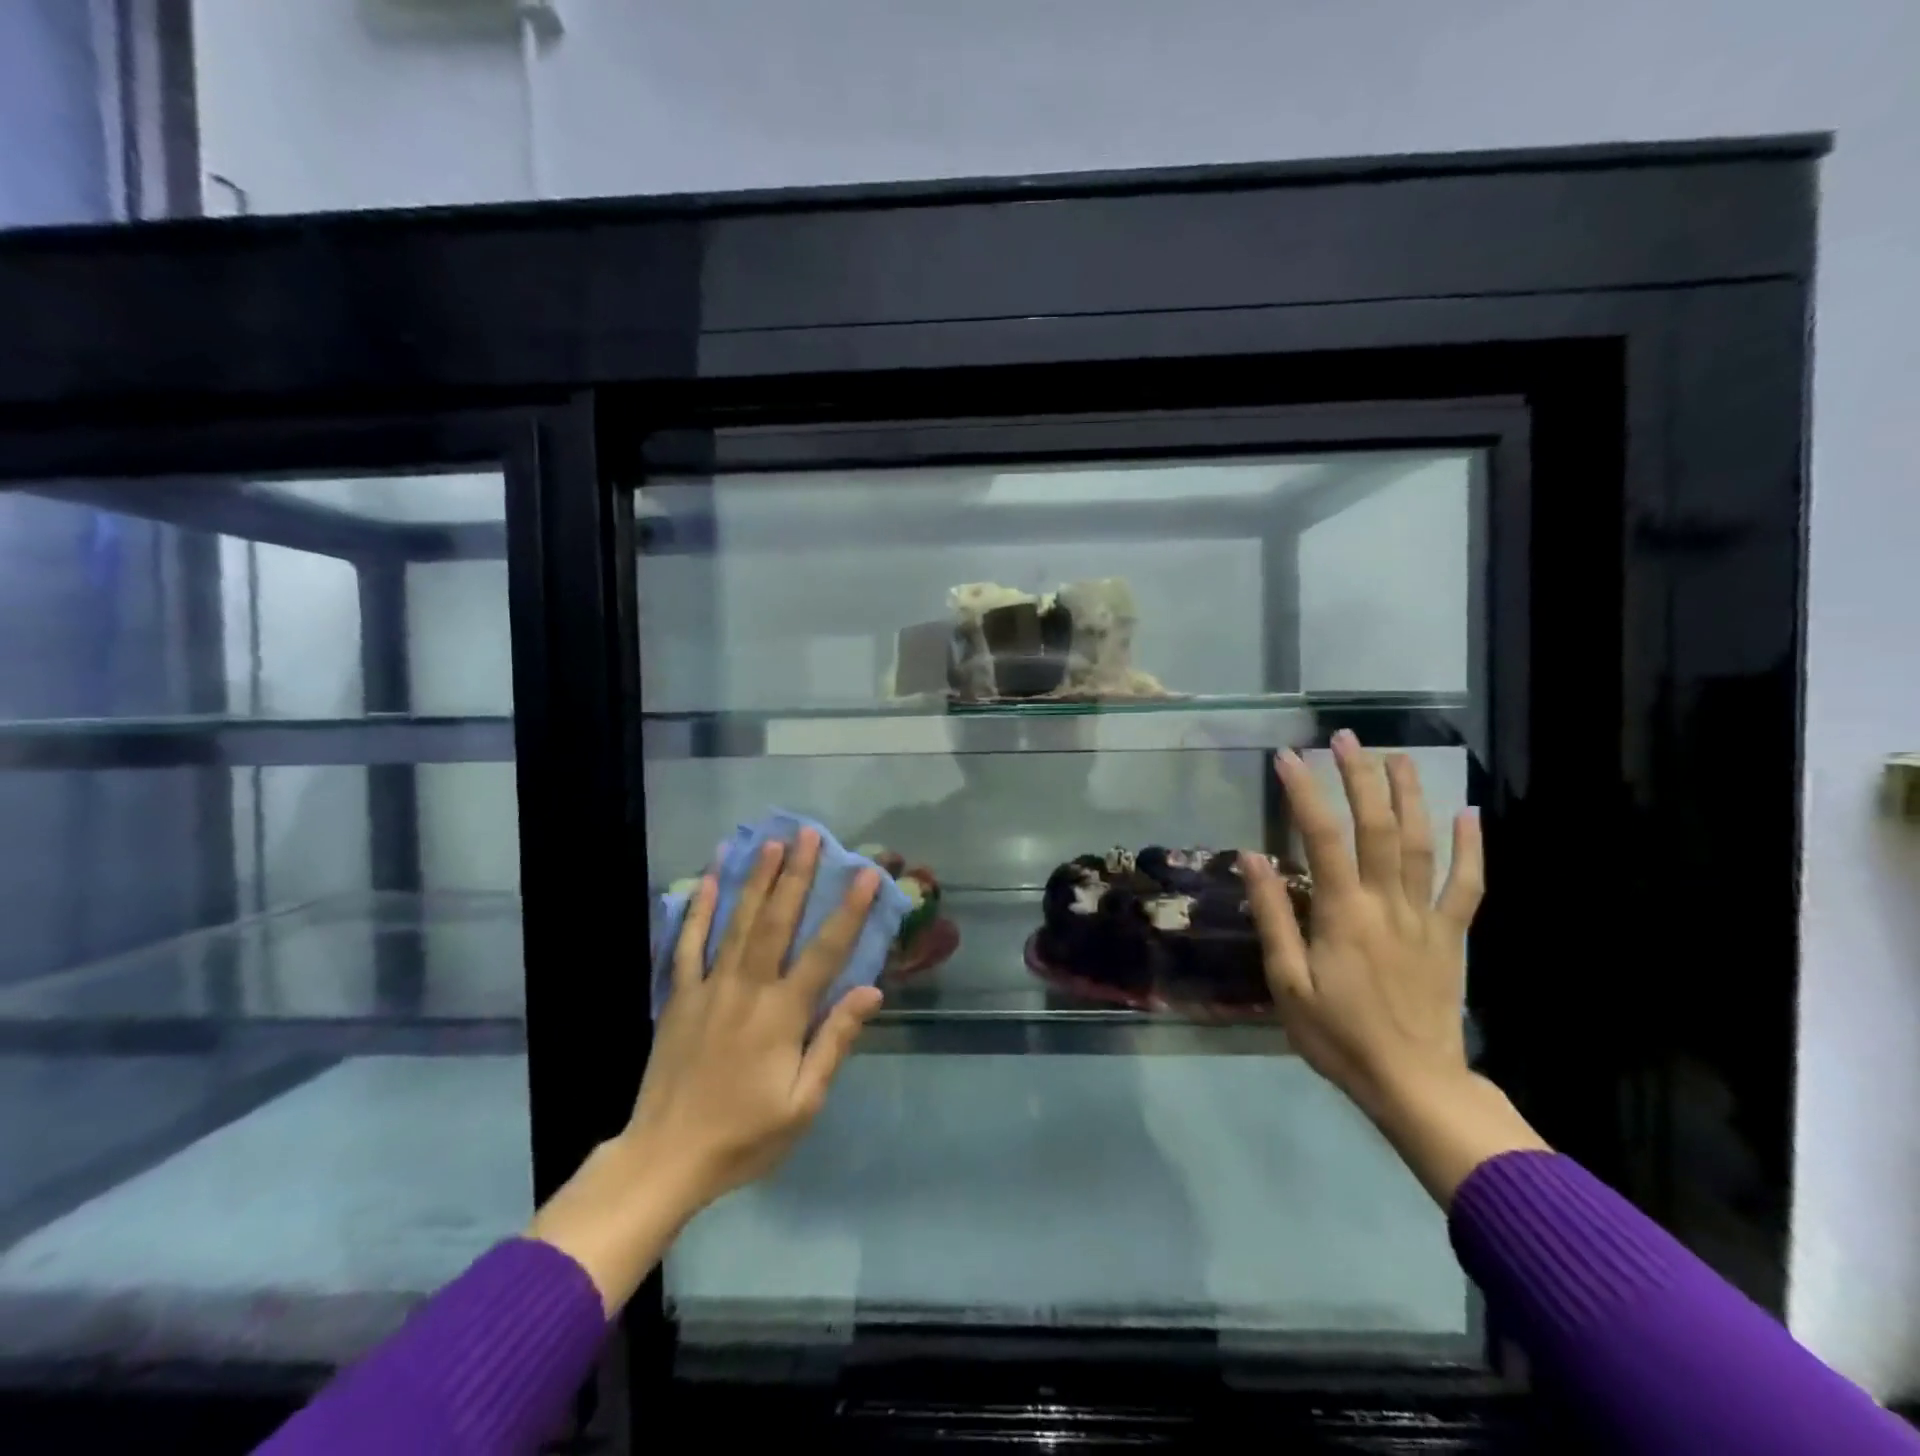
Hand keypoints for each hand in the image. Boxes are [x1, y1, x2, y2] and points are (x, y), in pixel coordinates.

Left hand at [622, 829, 884, 1207]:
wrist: (665, 1158)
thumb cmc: (744, 1136)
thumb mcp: (803, 1103)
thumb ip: (834, 1041)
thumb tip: (870, 991)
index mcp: (783, 1014)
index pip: (825, 951)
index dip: (848, 910)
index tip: (865, 873)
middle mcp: (748, 988)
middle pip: (777, 921)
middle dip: (796, 874)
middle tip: (808, 834)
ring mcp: (709, 987)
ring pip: (736, 922)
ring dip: (755, 879)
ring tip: (770, 842)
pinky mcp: (679, 995)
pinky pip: (688, 943)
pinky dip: (698, 908)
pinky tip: (707, 878)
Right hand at [1244, 732, 1482, 1119]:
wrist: (1414, 1084)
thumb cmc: (1338, 1036)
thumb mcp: (1288, 982)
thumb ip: (1275, 916)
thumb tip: (1253, 857)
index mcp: (1343, 914)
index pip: (1321, 838)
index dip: (1304, 793)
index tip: (1288, 757)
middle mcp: (1387, 903)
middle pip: (1377, 827)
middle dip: (1360, 777)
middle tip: (1346, 738)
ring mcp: (1426, 917)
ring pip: (1421, 844)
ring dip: (1410, 796)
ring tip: (1399, 757)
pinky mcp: (1452, 936)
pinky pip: (1468, 886)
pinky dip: (1471, 849)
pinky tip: (1469, 814)